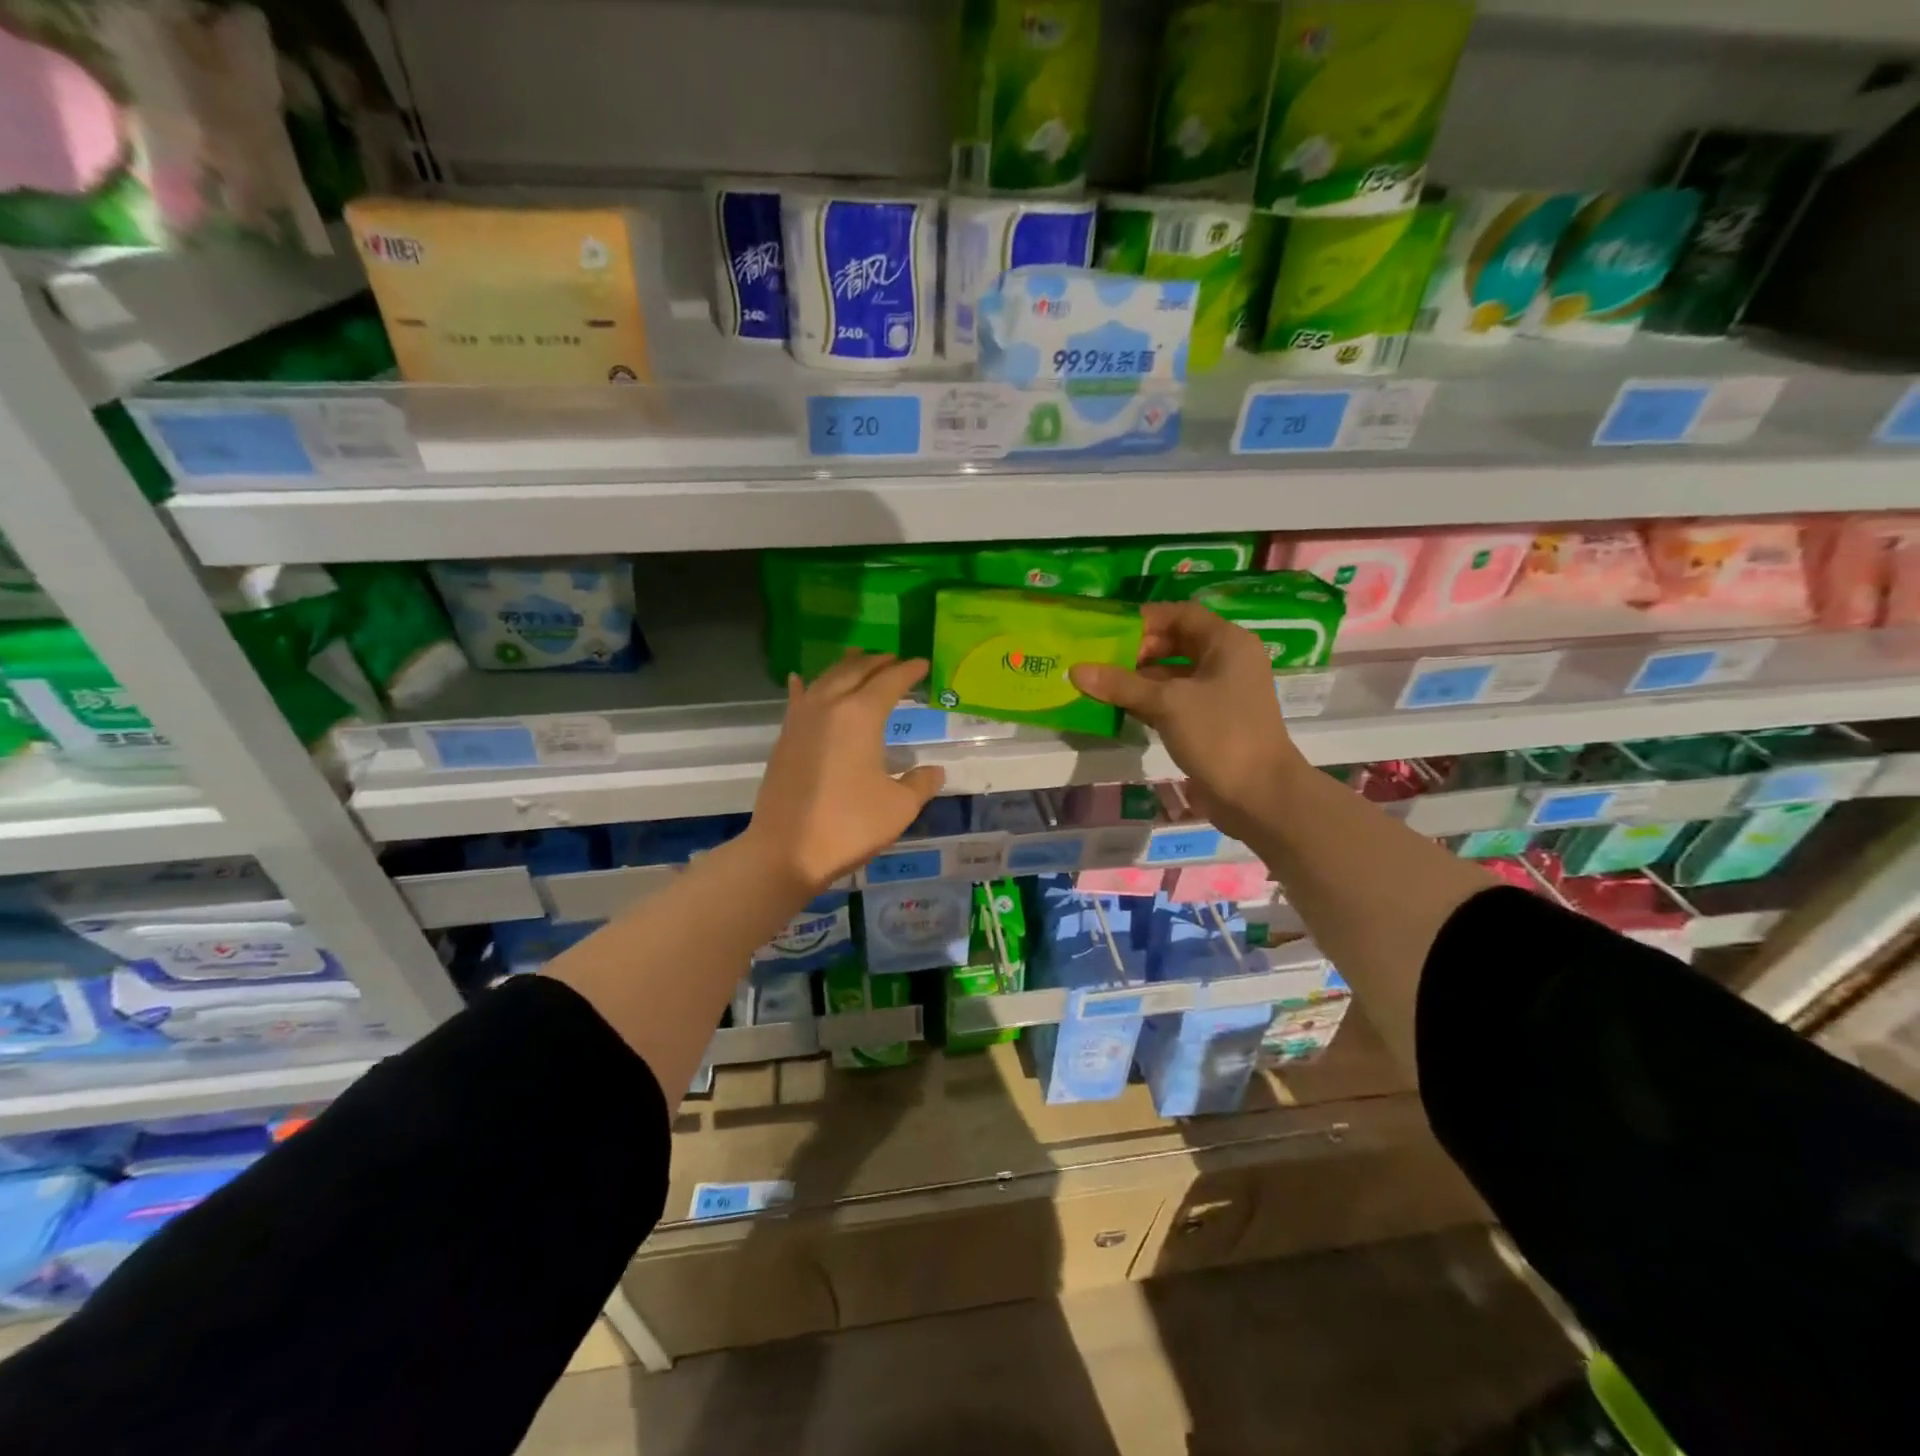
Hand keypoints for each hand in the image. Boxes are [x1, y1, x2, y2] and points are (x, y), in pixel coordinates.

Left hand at [747, 652, 946, 894]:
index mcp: (861, 715)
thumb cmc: (849, 826)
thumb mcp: (899, 807)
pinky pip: (798, 699)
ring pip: (825, 679)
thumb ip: (921, 783)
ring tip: (860, 659)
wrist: (786, 851)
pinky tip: (800, 680)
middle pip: (856, 671)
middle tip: (896, 660)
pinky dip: (805, 686)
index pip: (890, 681)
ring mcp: (801, 719)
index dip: (909, 671)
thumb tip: (934, 771)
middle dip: (878, 662)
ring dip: (846, 667)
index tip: (923, 664)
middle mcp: (829, 706)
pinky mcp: (785, 738)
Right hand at [1070, 603, 1305, 842]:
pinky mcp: (1212, 722)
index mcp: (1227, 643)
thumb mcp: (1167, 704)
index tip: (1108, 631)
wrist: (1260, 795)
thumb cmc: (1220, 734)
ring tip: (1101, 685)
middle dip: (1138, 651)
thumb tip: (1076, 669)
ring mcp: (1221, 694)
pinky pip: (1175, 701)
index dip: (1145, 619)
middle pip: (1176, 643)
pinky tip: (1120, 709)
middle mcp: (1227, 661)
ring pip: (1173, 675)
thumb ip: (1121, 685)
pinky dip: (1149, 702)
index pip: (1182, 614)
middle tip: (1100, 661)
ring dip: (1139, 680)